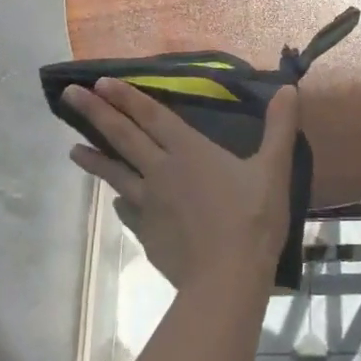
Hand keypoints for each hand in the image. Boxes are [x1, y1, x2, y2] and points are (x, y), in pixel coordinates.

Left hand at [61, 79, 298, 292]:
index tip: (99, 82)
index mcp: (189, 151)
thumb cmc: (252, 219)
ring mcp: (148, 204)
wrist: (226, 278)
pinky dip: (119, 201)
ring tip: (72, 149)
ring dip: (93, 159)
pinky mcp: (146, 233)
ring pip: (114, 174)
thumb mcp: (273, 169)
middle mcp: (161, 171)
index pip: (152, 115)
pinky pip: (126, 210)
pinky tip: (115, 203)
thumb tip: (290, 88)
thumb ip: (279, 127)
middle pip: (122, 137)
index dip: (127, 97)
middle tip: (70, 95)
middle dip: (96, 113)